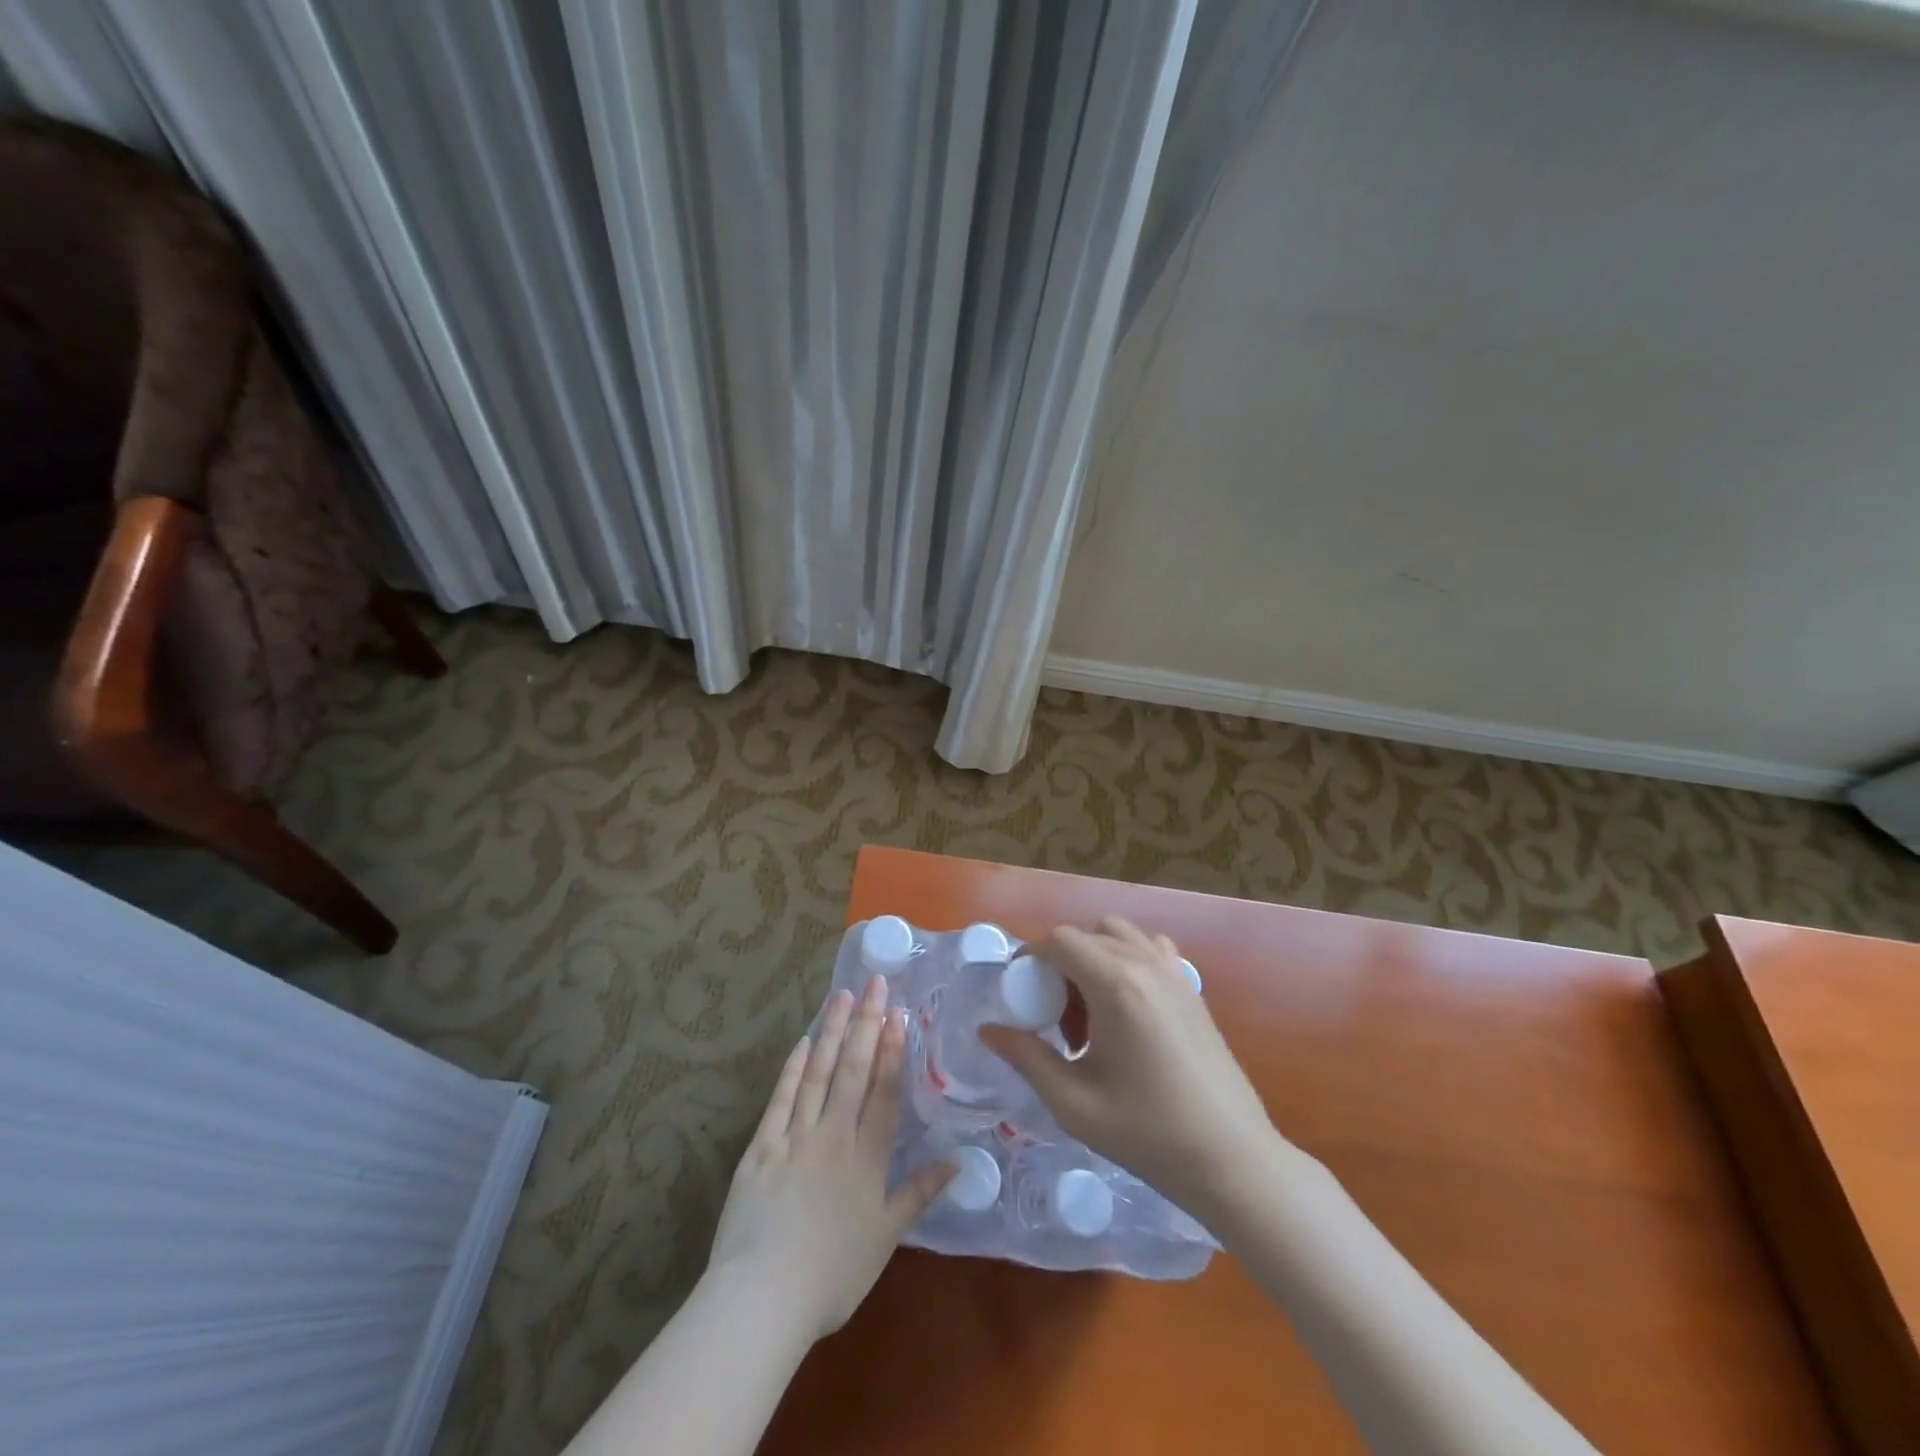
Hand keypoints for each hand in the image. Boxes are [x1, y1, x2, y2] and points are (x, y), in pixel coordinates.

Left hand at [708, 974, 954, 1342]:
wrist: (763, 1297)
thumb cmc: (832, 1274)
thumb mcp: (885, 1237)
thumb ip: (919, 1193)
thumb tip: (958, 1161)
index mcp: (866, 1158)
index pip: (884, 1092)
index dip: (894, 1052)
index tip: (899, 1013)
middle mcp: (833, 1136)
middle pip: (853, 1071)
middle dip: (867, 1024)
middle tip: (875, 983)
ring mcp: (794, 1137)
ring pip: (817, 1074)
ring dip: (832, 1032)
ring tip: (844, 996)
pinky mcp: (760, 1147)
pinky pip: (780, 1099)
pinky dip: (792, 1068)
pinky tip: (802, 1042)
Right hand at [979, 918, 1277, 1216]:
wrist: (1232, 1160)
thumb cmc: (1148, 1135)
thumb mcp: (1074, 1103)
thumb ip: (1026, 1058)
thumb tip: (988, 1030)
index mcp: (1115, 986)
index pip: (1060, 939)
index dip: (1031, 957)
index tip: (1020, 992)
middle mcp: (1145, 964)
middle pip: (1087, 933)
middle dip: (1060, 961)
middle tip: (1054, 1013)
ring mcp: (1174, 972)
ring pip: (1120, 934)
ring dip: (1094, 956)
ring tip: (1090, 1009)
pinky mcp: (1192, 987)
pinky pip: (1151, 949)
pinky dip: (1128, 959)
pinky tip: (1127, 1006)